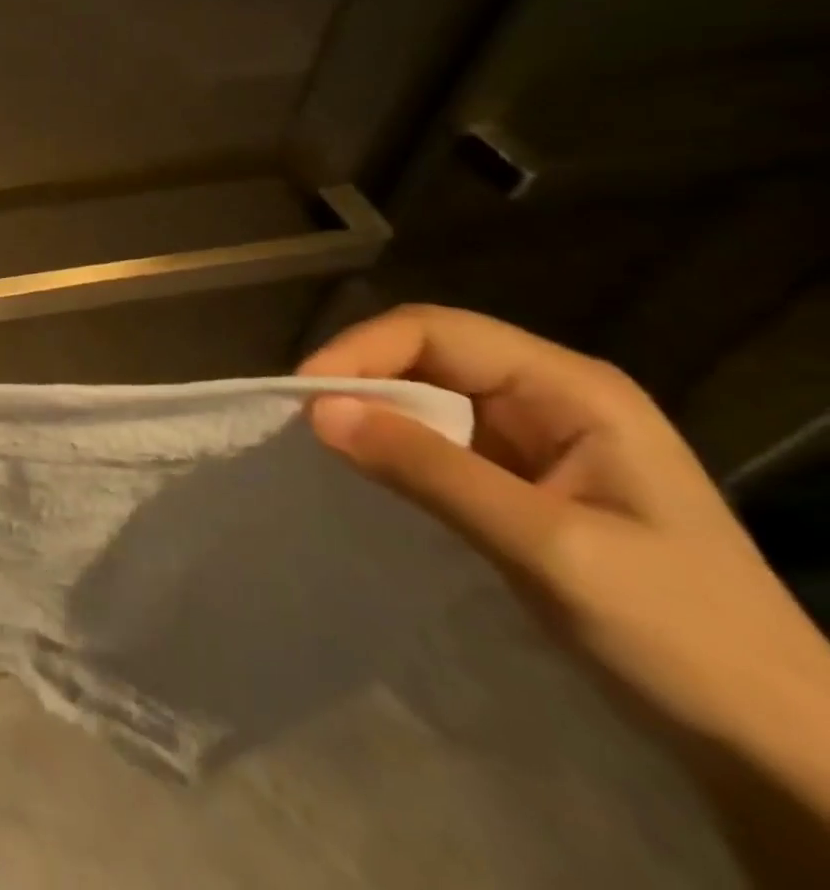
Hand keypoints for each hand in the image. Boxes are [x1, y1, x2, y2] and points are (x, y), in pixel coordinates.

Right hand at [301, 306, 829, 881]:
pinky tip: (370, 473)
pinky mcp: (522, 481)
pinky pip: (438, 442)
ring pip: (427, 398)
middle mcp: (550, 397)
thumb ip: (428, 470)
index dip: (361, 350)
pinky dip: (395, 450)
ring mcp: (537, 440)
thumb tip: (316, 410)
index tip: (304, 397)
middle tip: (301, 423)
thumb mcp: (547, 547)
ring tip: (322, 445)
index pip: (436, 331)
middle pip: (427, 355)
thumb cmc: (683, 637)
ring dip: (374, 414)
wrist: (781, 751)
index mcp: (571, 388)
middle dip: (360, 379)